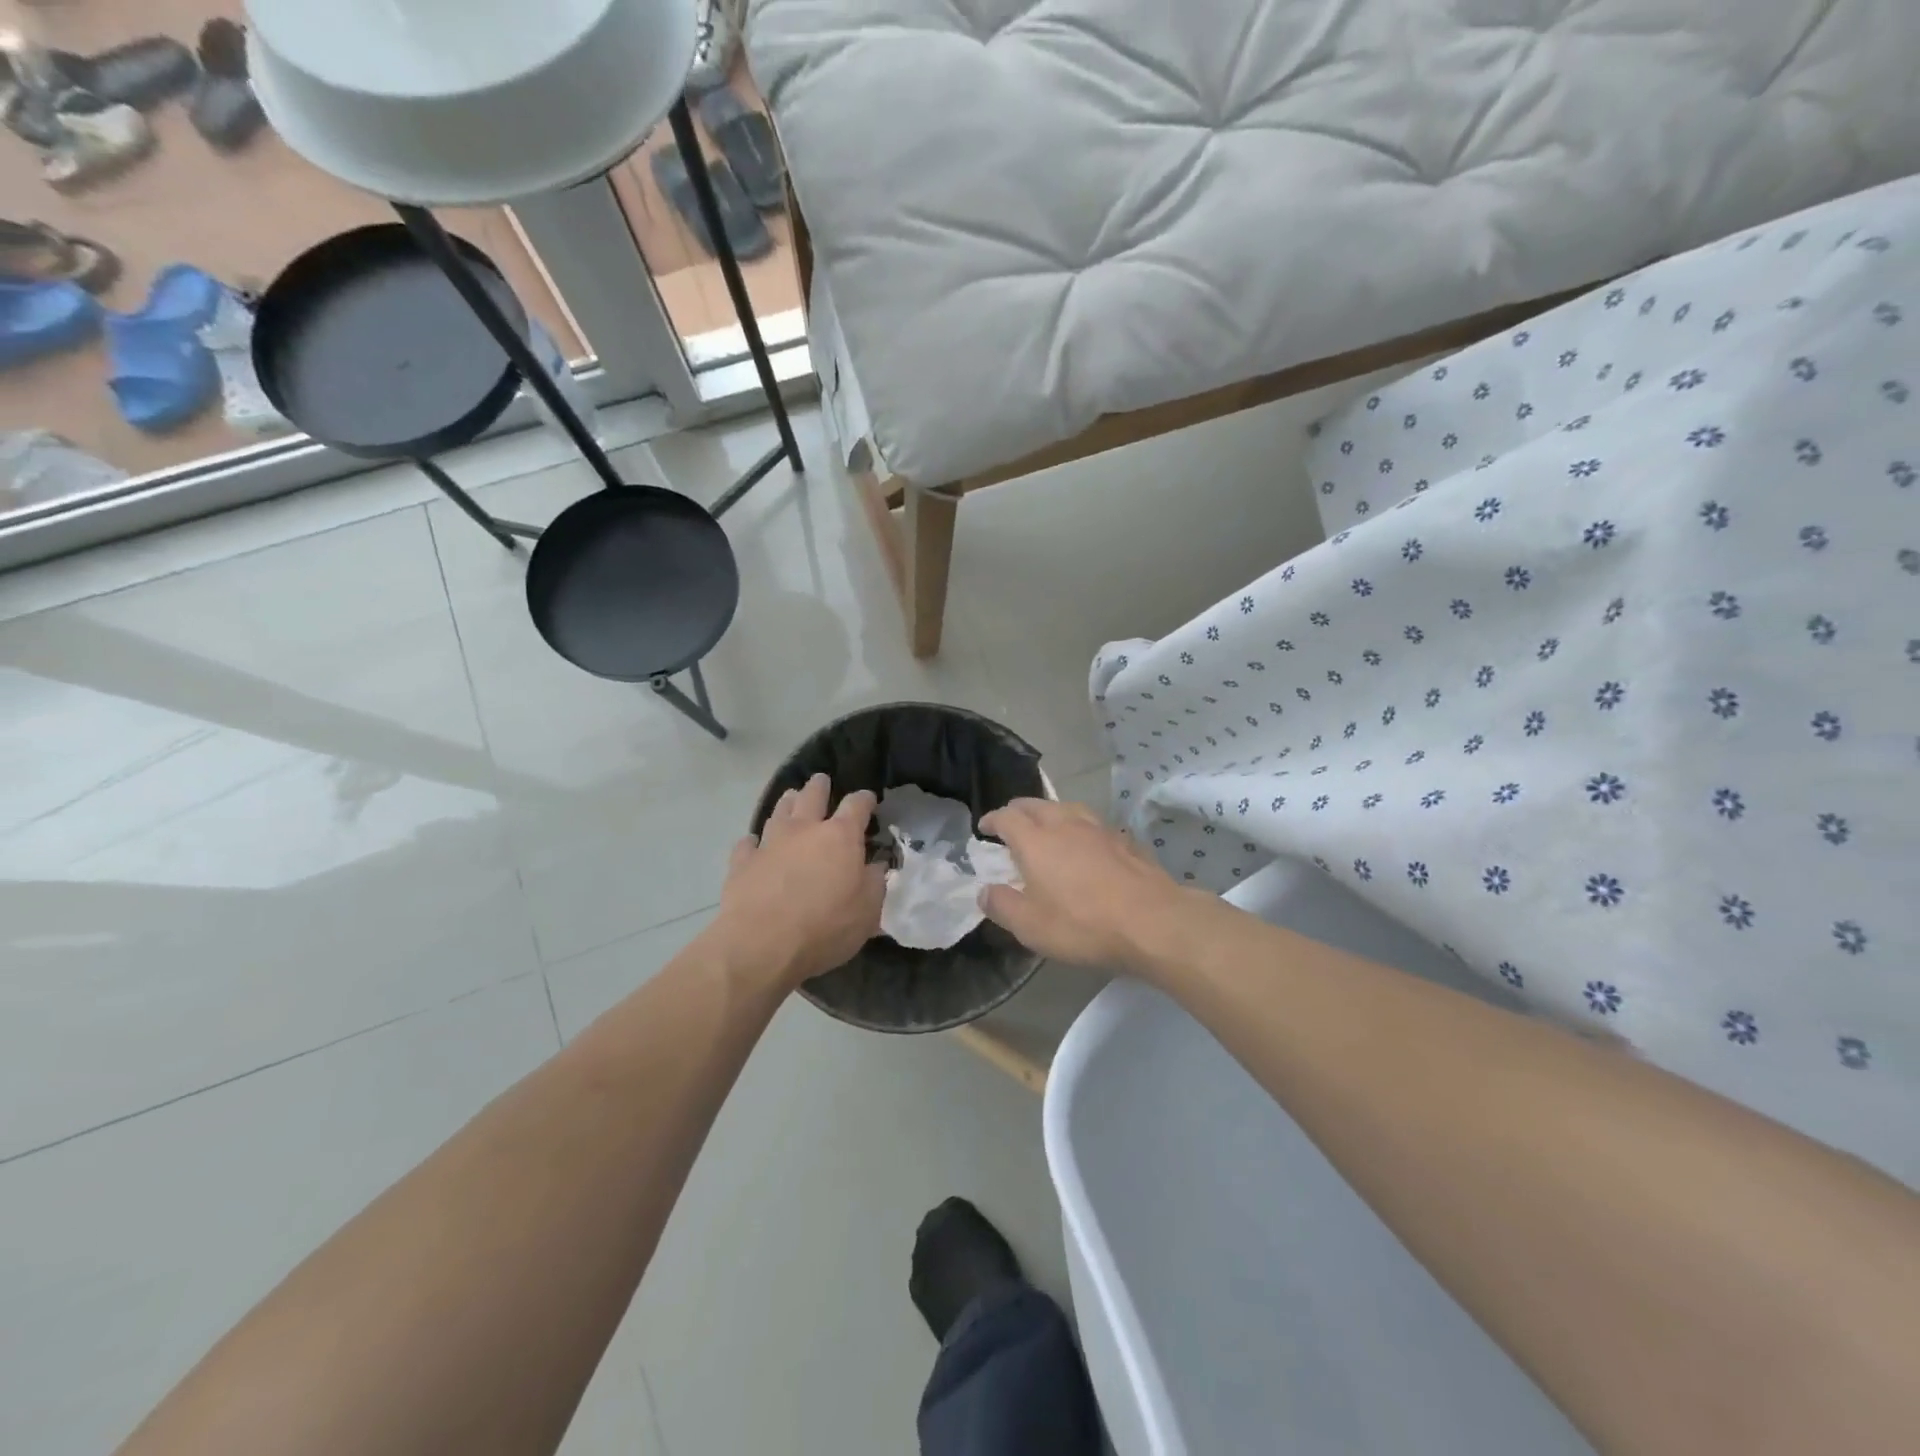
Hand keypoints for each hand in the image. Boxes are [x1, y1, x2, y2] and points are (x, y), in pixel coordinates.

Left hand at [709, 773, 886, 992]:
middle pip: (812, 796)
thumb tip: (877, 866)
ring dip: (787, 803)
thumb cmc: (826, 927)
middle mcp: (804, 830)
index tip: (869, 799)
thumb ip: (875, 883)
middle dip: (819, 786)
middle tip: (821, 780)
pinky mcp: (742, 863)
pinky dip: (753, 842)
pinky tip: (753, 844)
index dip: (864, 799)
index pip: (856, 805)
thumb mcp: (868, 911)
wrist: (762, 946)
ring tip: (790, 797)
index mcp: (840, 836)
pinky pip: (747, 844)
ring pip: (778, 812)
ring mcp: (769, 844)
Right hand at [976, 798, 1194, 972]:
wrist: (1151, 921)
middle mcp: (1065, 824)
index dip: (993, 820)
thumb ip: (1002, 906)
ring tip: (1048, 826)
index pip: (1007, 817)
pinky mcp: (1125, 840)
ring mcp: (1099, 829)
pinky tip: (1087, 844)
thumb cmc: (1082, 924)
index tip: (984, 828)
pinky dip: (1080, 827)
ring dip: (1051, 812)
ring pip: (1068, 808)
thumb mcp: (1031, 926)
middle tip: (1011, 822)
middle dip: (1019, 810)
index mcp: (1036, 841)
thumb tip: (985, 891)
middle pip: (1036, 804)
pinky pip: (1094, 824)